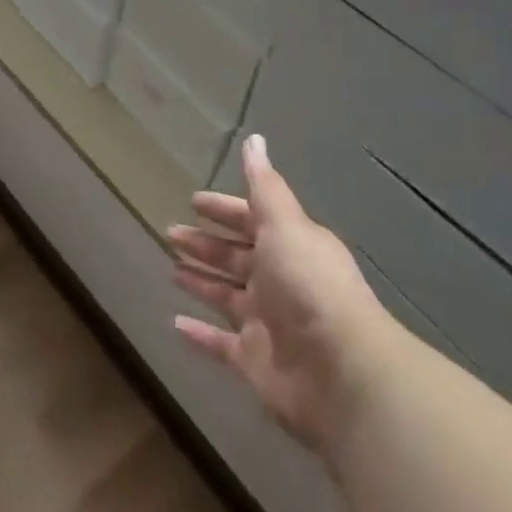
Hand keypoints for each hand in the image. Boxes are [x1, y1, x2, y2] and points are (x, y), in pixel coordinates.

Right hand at [169, 134, 395, 451]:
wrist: (340, 372)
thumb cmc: (308, 286)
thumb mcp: (284, 225)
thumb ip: (264, 186)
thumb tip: (255, 139)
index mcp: (290, 247)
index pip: (251, 220)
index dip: (224, 209)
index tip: (193, 201)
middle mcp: (280, 281)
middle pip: (236, 257)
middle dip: (205, 243)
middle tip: (171, 232)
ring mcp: (267, 323)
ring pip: (226, 296)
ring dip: (201, 281)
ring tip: (170, 268)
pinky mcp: (254, 360)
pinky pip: (220, 343)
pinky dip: (199, 334)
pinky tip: (175, 322)